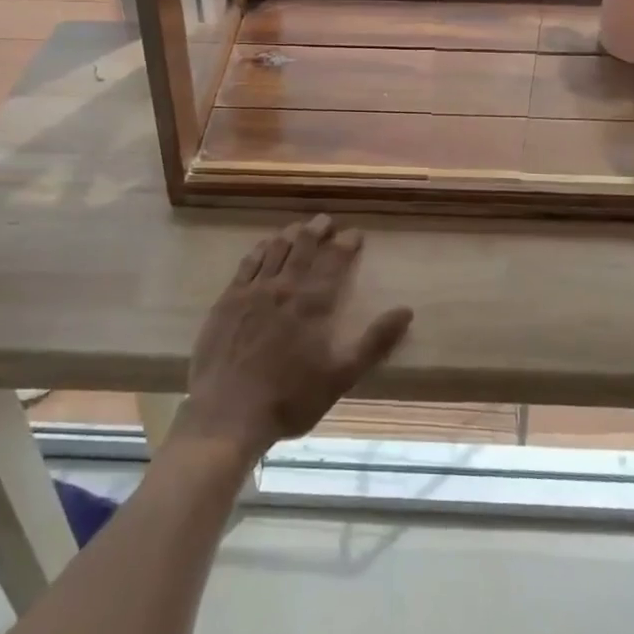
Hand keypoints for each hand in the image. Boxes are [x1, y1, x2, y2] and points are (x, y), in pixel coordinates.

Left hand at [181, 216, 412, 459]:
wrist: (228, 412)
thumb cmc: (290, 398)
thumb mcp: (341, 376)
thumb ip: (375, 342)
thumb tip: (406, 310)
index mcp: (313, 302)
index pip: (334, 260)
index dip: (347, 243)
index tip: (356, 233)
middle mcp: (284, 286)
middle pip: (303, 246)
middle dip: (318, 229)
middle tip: (327, 220)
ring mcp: (252, 290)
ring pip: (275, 249)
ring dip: (290, 234)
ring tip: (299, 227)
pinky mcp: (227, 300)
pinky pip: (247, 263)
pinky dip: (260, 249)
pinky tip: (263, 246)